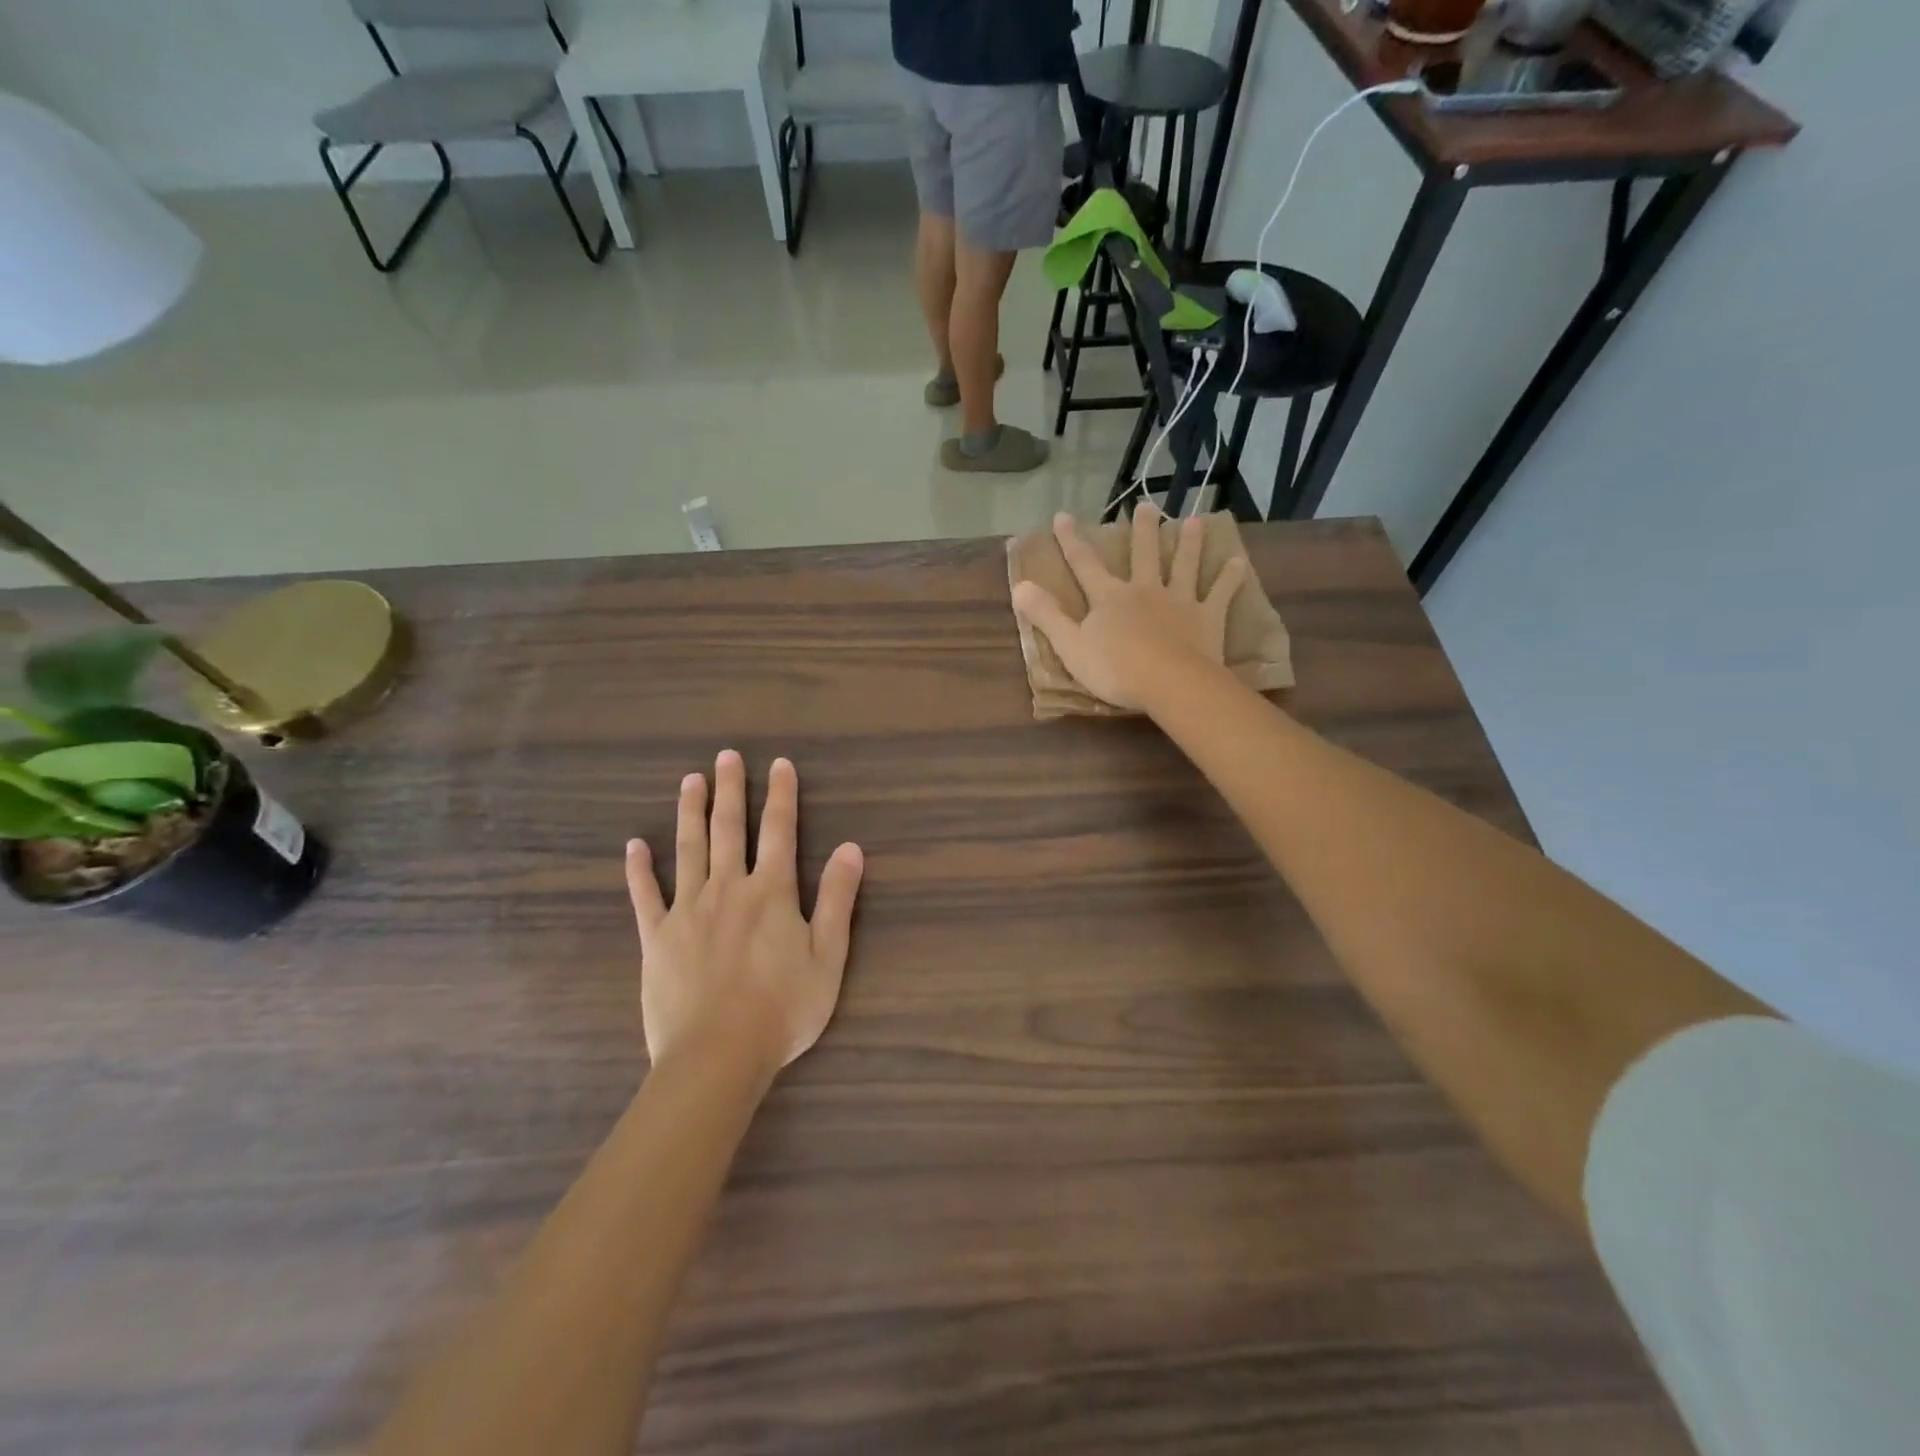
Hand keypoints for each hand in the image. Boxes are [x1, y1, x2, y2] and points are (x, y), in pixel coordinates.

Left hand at [626, 751, 864, 1081]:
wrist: (717, 1056)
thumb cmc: (783, 1008)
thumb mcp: (828, 956)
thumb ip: (839, 899)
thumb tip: (851, 848)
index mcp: (772, 892)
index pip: (779, 831)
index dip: (781, 795)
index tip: (779, 764)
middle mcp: (728, 888)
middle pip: (730, 829)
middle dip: (730, 790)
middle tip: (725, 756)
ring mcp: (688, 910)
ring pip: (688, 849)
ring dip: (690, 812)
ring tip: (689, 781)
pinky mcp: (657, 937)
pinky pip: (645, 895)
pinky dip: (639, 869)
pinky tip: (634, 845)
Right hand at [1012, 503, 1248, 710]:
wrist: (1168, 682)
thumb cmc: (1114, 669)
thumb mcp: (1069, 645)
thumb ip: (1046, 615)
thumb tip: (1019, 586)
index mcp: (1108, 598)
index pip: (1085, 565)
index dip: (1072, 541)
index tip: (1062, 515)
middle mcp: (1144, 590)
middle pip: (1142, 554)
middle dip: (1141, 530)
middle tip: (1145, 505)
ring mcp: (1178, 601)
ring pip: (1183, 565)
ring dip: (1188, 543)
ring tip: (1194, 521)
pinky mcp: (1206, 617)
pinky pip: (1220, 593)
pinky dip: (1229, 578)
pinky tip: (1238, 562)